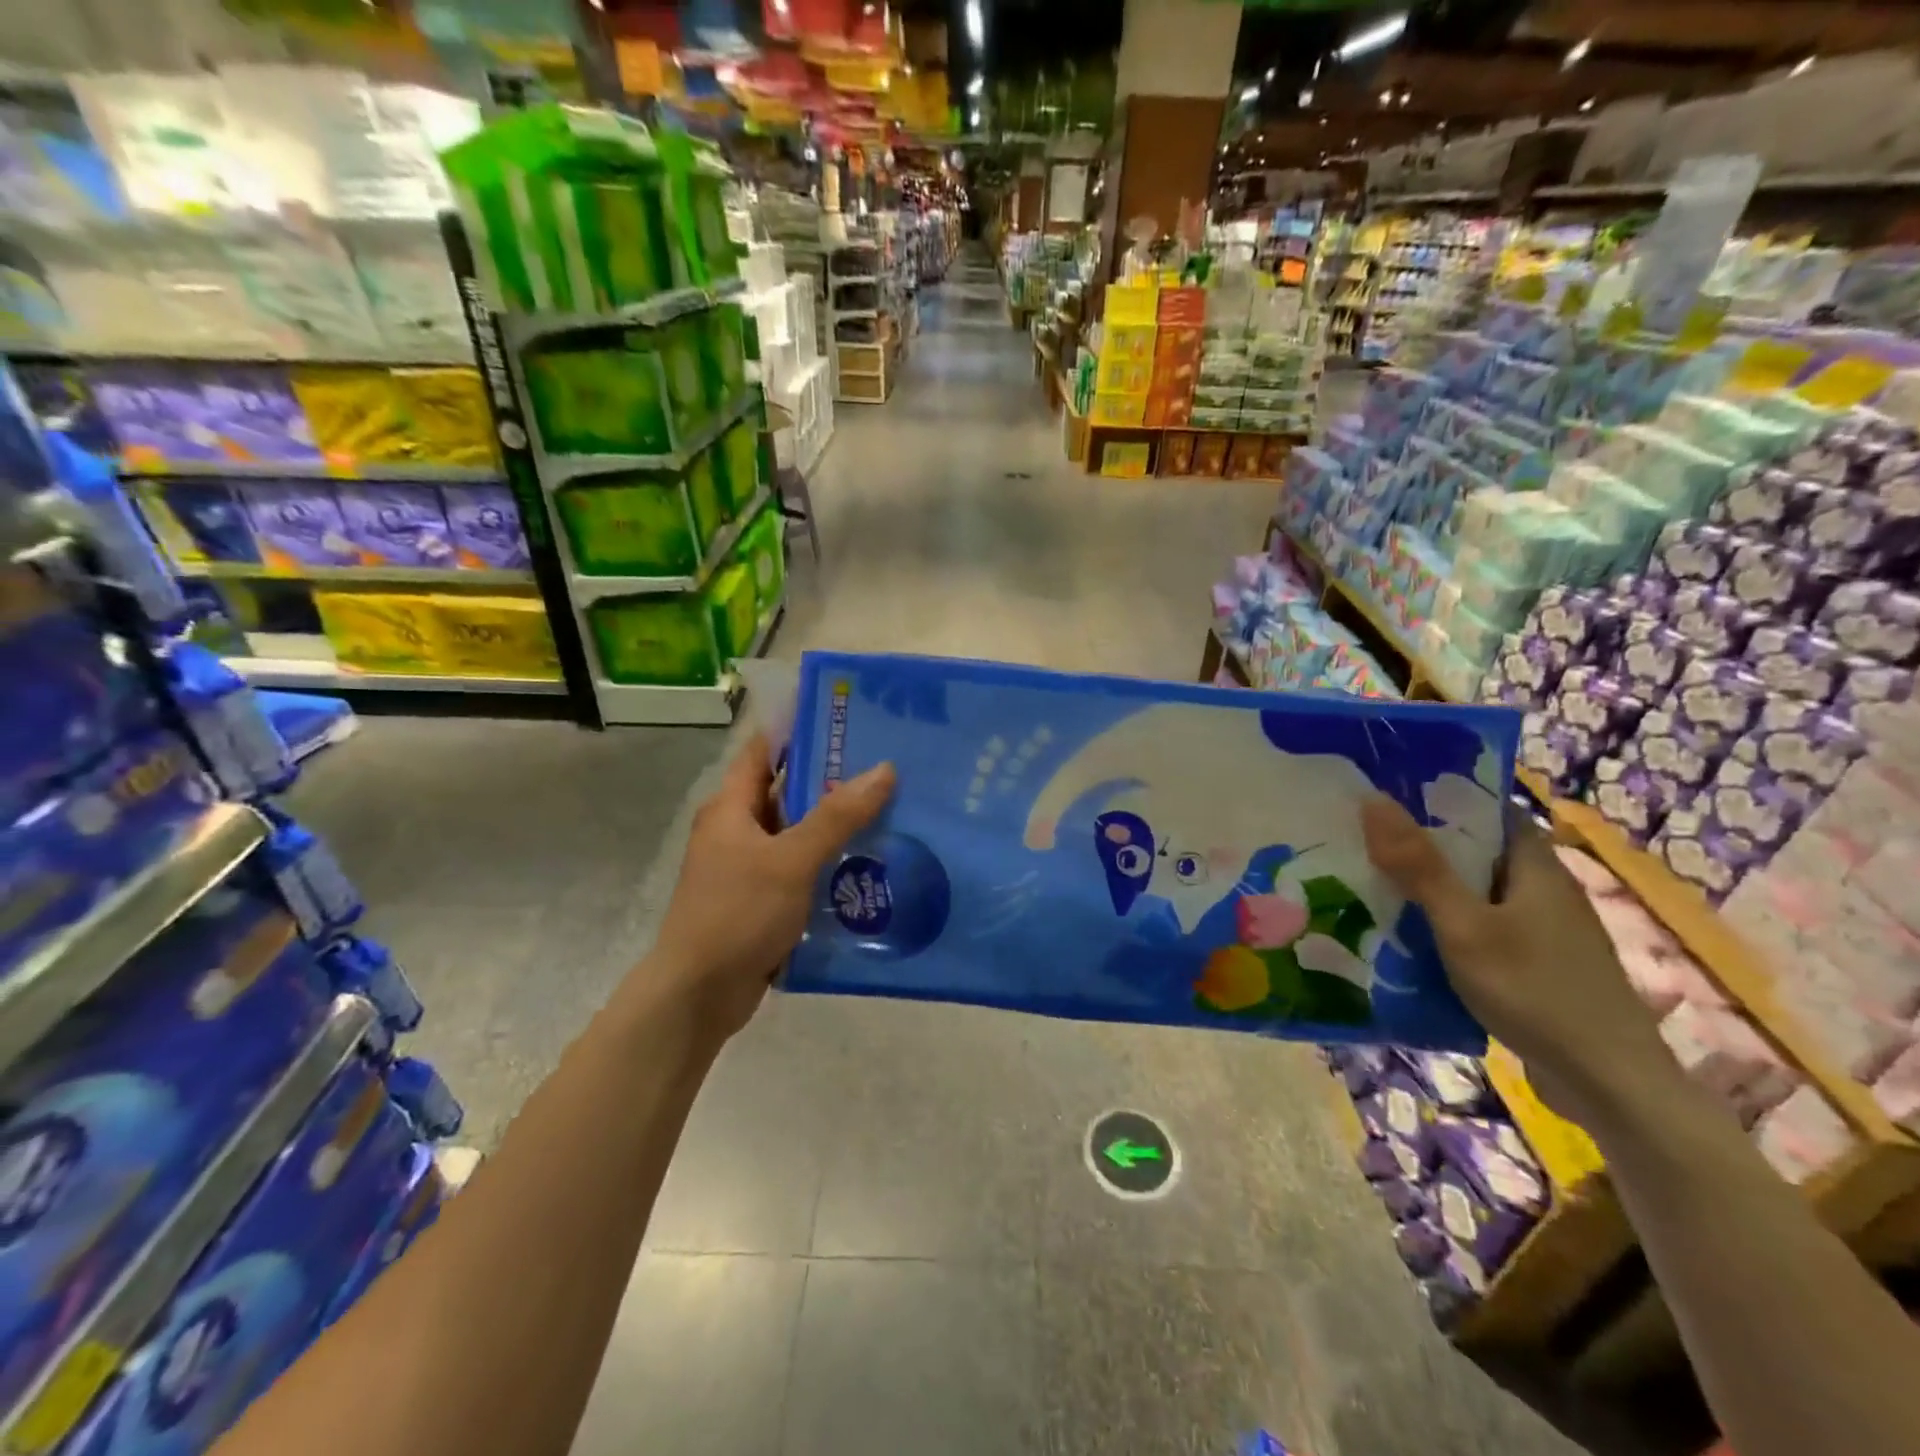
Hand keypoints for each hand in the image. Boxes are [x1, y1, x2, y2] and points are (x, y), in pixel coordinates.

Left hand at [649, 733, 895, 1041]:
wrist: (698, 995)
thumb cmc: (737, 914)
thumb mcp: (791, 860)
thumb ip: (837, 816)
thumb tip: (883, 769)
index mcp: (731, 808)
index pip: (763, 751)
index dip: (798, 730)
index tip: (844, 717)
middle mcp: (736, 831)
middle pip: (786, 792)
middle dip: (830, 779)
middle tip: (883, 765)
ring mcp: (748, 868)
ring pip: (797, 834)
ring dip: (833, 825)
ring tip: (888, 810)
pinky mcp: (761, 901)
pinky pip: (800, 870)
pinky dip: (827, 864)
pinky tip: (867, 864)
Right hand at [1360, 795, 1665, 1118]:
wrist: (1609, 1085)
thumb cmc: (1534, 990)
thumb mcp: (1464, 925)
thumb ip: (1419, 866)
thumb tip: (1373, 799)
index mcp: (1536, 866)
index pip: (1490, 809)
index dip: (1441, 797)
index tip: (1387, 795)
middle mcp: (1543, 889)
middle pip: (1478, 851)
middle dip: (1423, 844)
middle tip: (1362, 839)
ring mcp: (1543, 930)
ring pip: (1476, 892)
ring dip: (1431, 888)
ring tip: (1371, 883)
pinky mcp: (1536, 965)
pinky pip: (1481, 927)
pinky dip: (1445, 924)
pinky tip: (1409, 938)